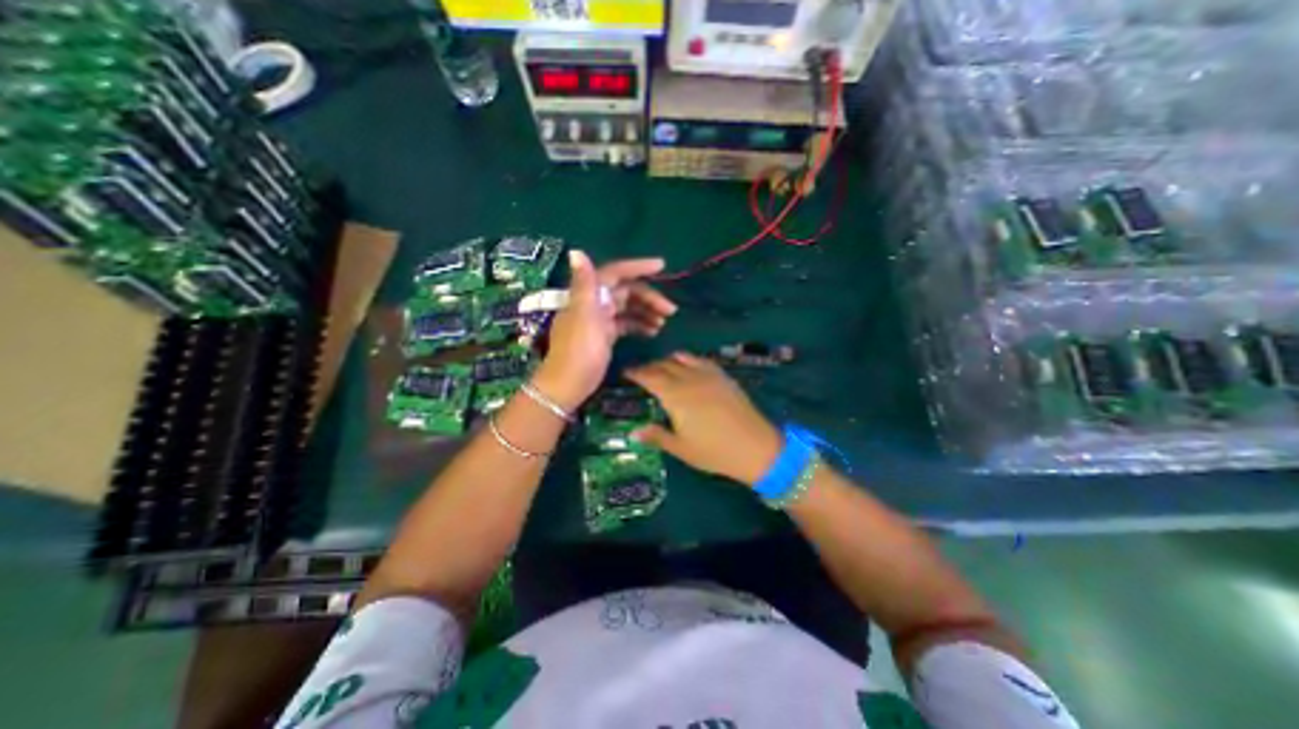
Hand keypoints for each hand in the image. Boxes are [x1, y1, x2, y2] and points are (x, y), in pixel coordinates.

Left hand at [539, 250, 679, 409]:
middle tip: (670, 310)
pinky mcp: (605, 335)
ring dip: (647, 311)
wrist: (569, 384)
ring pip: (628, 307)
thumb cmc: (579, 349)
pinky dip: (639, 324)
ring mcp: (600, 319)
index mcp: (589, 294)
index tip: (662, 266)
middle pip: (626, 291)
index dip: (638, 267)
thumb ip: (584, 284)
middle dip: (649, 297)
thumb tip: (576, 252)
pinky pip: (626, 323)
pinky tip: (653, 332)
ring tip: (664, 322)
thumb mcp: (584, 315)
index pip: (616, 272)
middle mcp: (594, 302)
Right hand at [627, 349, 781, 484]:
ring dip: (667, 361)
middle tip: (641, 374)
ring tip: (662, 370)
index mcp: (675, 395)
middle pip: (664, 364)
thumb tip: (634, 432)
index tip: (626, 372)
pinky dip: (687, 360)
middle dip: (649, 366)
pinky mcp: (722, 376)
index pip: (649, 376)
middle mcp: (689, 378)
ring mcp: (708, 374)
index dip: (636, 372)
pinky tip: (688, 370)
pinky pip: (700, 360)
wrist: (756, 446)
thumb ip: (656, 436)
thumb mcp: (681, 448)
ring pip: (682, 358)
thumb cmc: (714, 451)